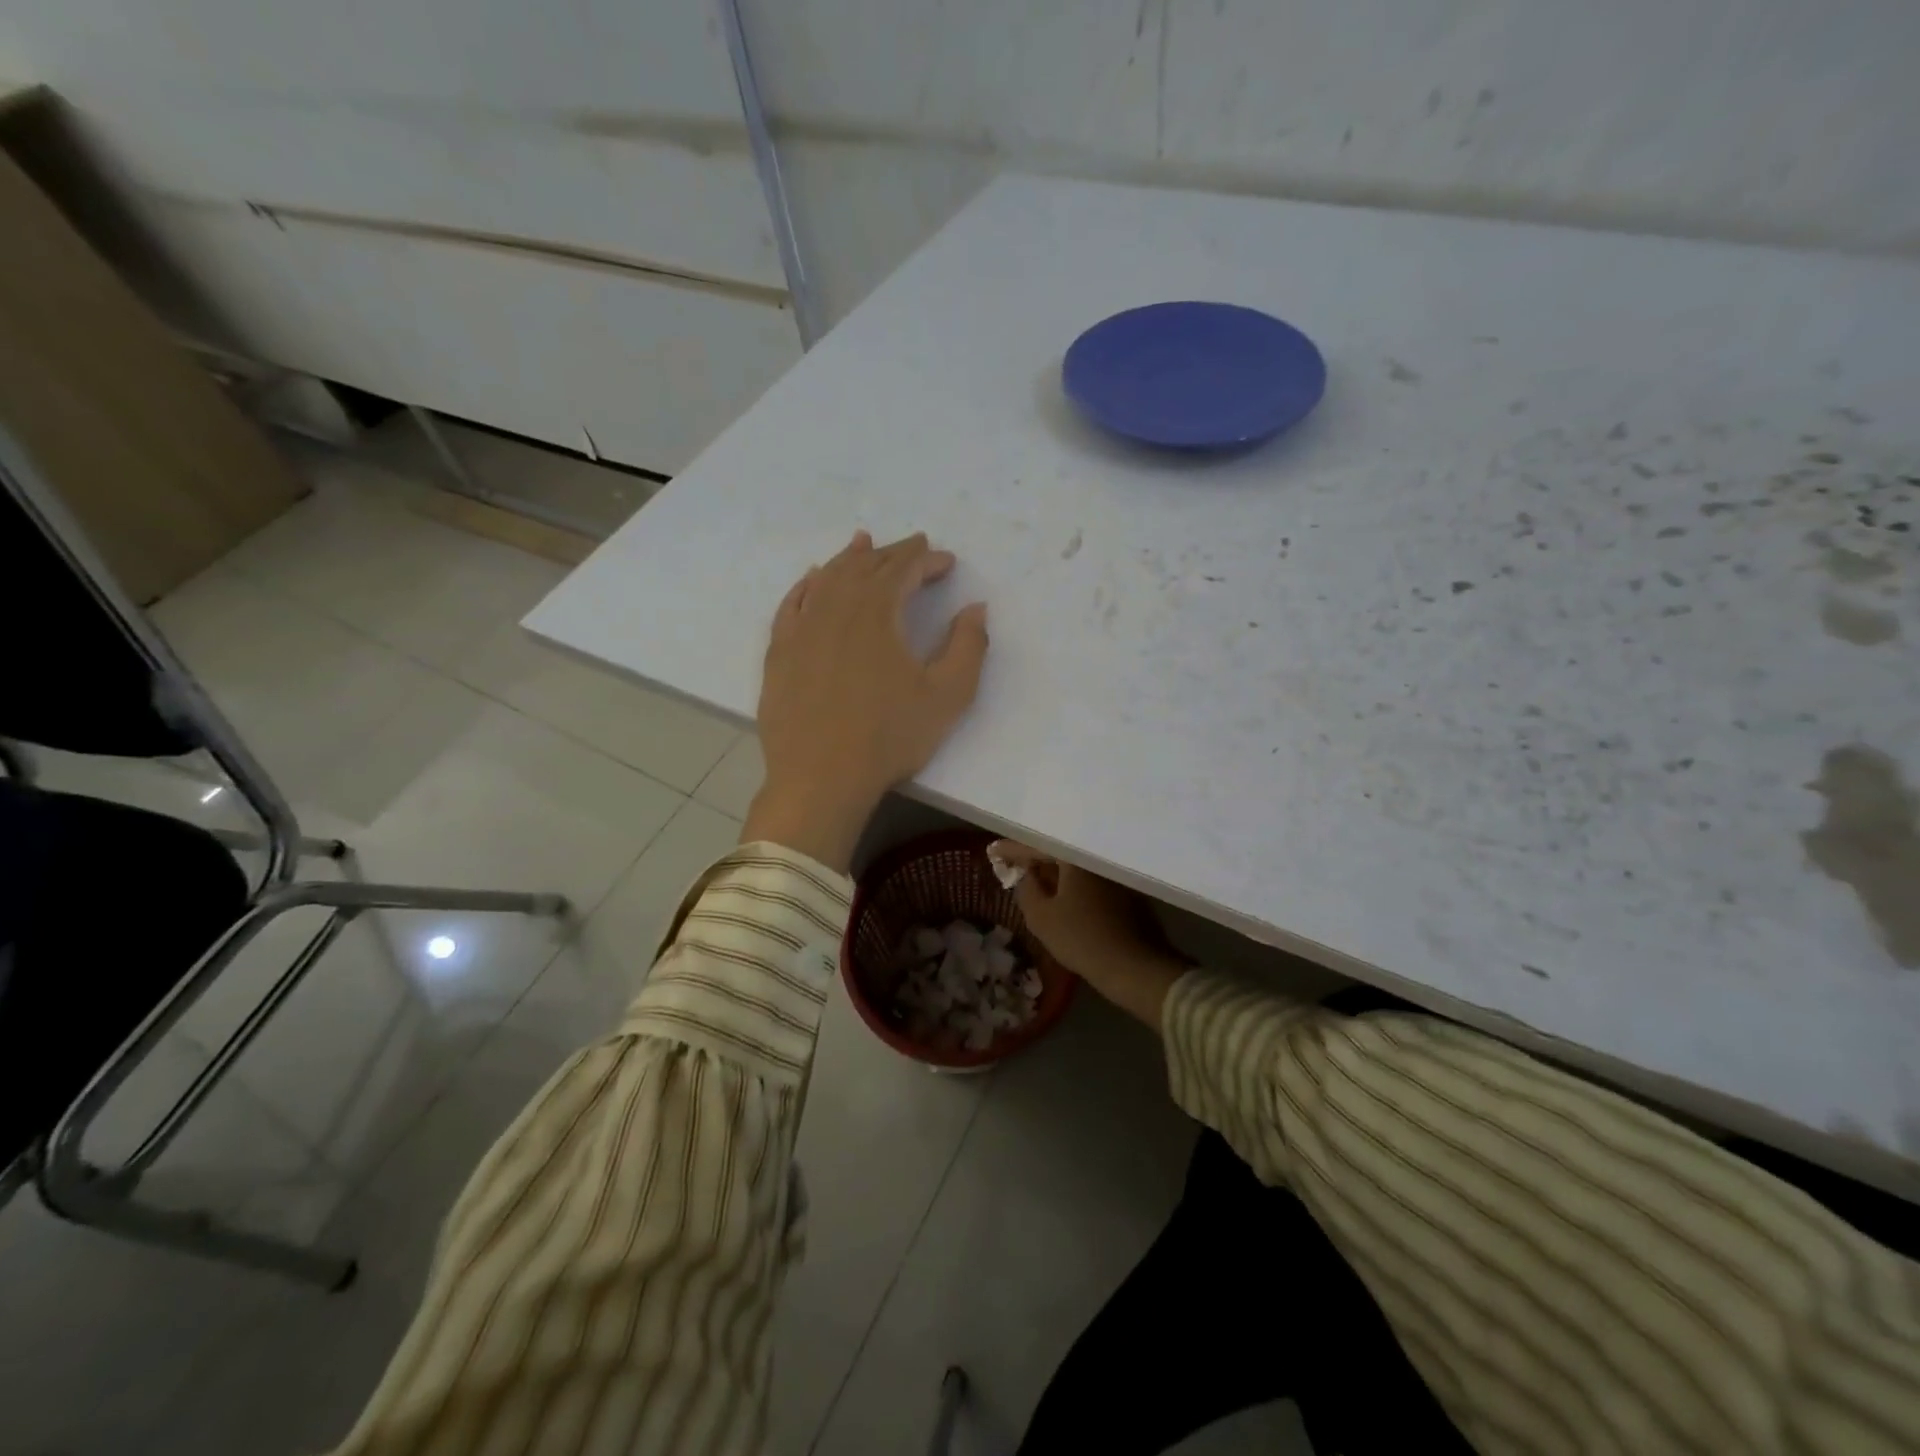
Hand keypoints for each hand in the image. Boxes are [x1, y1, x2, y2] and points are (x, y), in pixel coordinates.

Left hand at [744, 531, 988, 870]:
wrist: (820, 779)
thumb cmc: (889, 737)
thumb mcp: (947, 696)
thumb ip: (968, 647)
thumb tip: (976, 608)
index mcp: (877, 613)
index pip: (904, 570)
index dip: (927, 560)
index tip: (947, 561)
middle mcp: (835, 608)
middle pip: (865, 567)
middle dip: (892, 553)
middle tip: (913, 545)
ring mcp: (801, 629)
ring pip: (826, 579)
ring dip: (848, 559)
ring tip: (862, 543)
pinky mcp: (779, 652)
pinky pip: (792, 604)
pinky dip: (806, 585)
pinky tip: (812, 580)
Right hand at [993, 842, 1188, 1030]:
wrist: (1134, 966)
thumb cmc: (1081, 938)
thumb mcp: (1041, 917)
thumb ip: (1026, 889)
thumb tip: (1027, 875)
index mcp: (1075, 857)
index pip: (1036, 847)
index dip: (1012, 850)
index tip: (992, 852)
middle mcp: (1097, 857)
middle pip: (1059, 852)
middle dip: (1035, 858)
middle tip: (1012, 864)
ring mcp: (1115, 874)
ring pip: (1076, 866)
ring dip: (1055, 871)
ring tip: (1034, 878)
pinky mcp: (1126, 891)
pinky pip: (1090, 879)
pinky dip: (1072, 883)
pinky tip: (1063, 894)